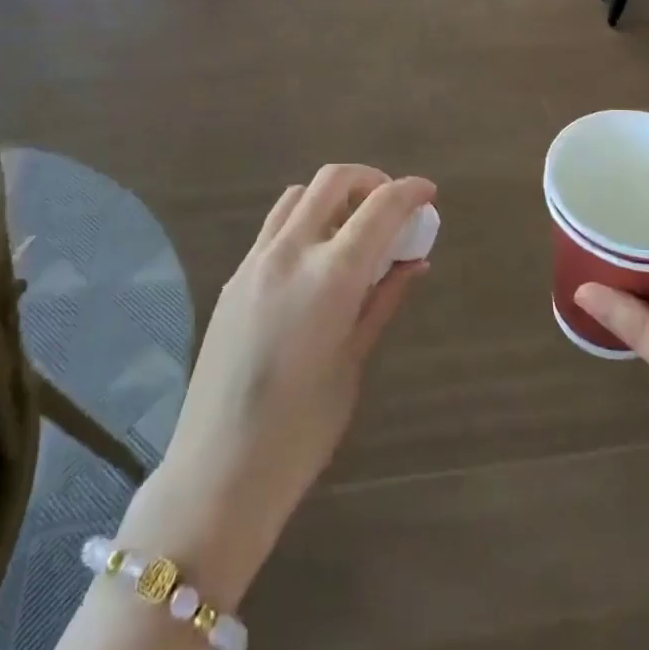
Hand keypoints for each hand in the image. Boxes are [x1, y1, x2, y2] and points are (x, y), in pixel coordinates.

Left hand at [120, 166, 433, 601]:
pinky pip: (274, 228)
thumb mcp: (353, 360)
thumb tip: (414, 262)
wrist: (220, 470)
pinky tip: (316, 261)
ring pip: (298, 196)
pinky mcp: (233, 278)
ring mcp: (254, 261)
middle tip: (391, 206)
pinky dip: (304, 222)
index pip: (380, 207)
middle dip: (369, 179)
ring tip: (354, 230)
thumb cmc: (303, 428)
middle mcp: (290, 252)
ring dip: (332, 197)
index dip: (410, 191)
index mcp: (330, 275)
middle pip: (332, 180)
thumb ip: (383, 300)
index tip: (428, 192)